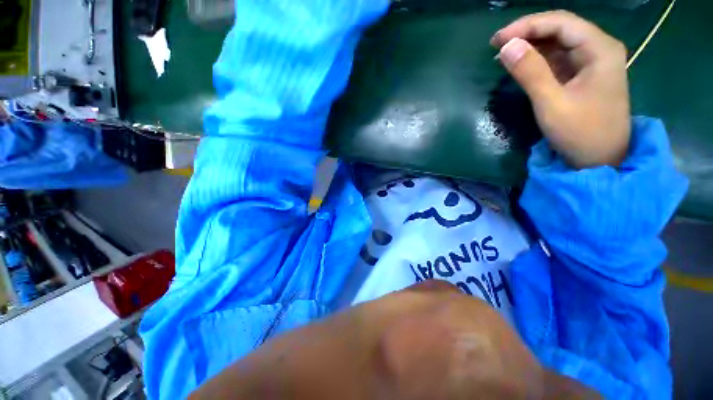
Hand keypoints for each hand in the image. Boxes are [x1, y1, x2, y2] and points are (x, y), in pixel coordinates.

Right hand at [491, 11, 630, 168]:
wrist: (600, 159)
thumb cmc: (580, 132)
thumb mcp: (551, 103)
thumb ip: (529, 72)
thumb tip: (506, 47)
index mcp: (600, 49)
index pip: (560, 23)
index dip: (527, 25)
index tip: (497, 39)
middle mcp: (598, 48)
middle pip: (560, 28)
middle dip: (527, 32)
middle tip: (497, 45)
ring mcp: (591, 61)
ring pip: (558, 42)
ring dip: (530, 45)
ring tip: (503, 55)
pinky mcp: (582, 74)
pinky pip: (557, 58)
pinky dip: (537, 59)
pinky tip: (520, 64)